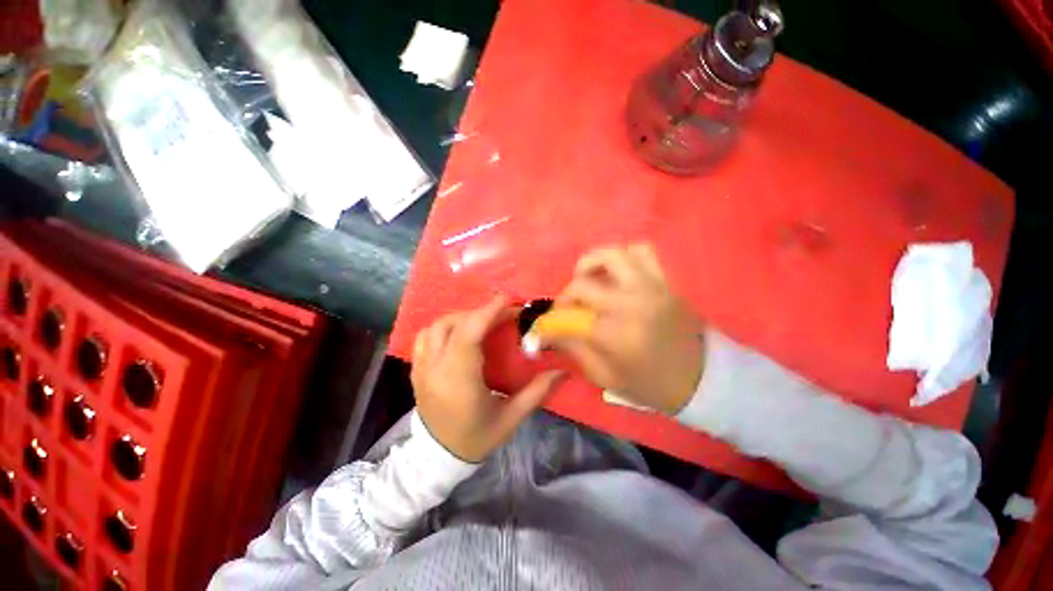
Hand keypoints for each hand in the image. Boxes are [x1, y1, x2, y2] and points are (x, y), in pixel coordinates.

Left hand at [411, 295, 564, 462]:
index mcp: (459, 381)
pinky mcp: (416, 370)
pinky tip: (459, 333)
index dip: (487, 312)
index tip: (507, 300)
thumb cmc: (477, 439)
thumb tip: (562, 371)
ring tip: (482, 322)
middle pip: (452, 324)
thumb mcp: (511, 418)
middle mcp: (435, 370)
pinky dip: (443, 327)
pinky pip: (424, 337)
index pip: (468, 335)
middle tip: (502, 315)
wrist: (438, 460)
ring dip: (461, 317)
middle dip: (479, 313)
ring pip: (435, 327)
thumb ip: (537, 392)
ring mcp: (421, 369)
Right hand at [547, 244, 704, 413]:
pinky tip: (617, 274)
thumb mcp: (606, 376)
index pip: (569, 317)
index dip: (551, 320)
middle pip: (583, 281)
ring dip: (593, 263)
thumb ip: (575, 349)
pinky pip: (643, 252)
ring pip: (614, 254)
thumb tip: (551, 330)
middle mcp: (631, 303)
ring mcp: (651, 287)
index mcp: (615, 334)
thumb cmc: (651, 385)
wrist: (703, 379)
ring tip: (590, 279)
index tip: (546, 325)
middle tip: (569, 306)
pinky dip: (623, 257)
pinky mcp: (665, 282)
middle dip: (567, 294)